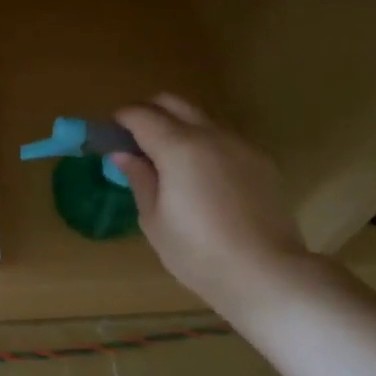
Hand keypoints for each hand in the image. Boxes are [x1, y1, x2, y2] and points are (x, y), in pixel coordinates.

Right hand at [111, 94, 312, 316]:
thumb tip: (123, 154)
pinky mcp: (261, 160)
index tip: (109, 135)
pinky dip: (204, 143)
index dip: (120, 120)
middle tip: (134, 140)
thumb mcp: (154, 220)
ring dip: (178, 126)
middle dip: (148, 112)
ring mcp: (240, 144)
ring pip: (201, 117)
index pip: (140, 115)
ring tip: (168, 159)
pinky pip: (224, 138)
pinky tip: (202, 176)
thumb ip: (139, 178)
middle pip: (172, 102)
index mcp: (178, 147)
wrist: (266, 273)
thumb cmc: (198, 252)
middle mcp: (210, 134)